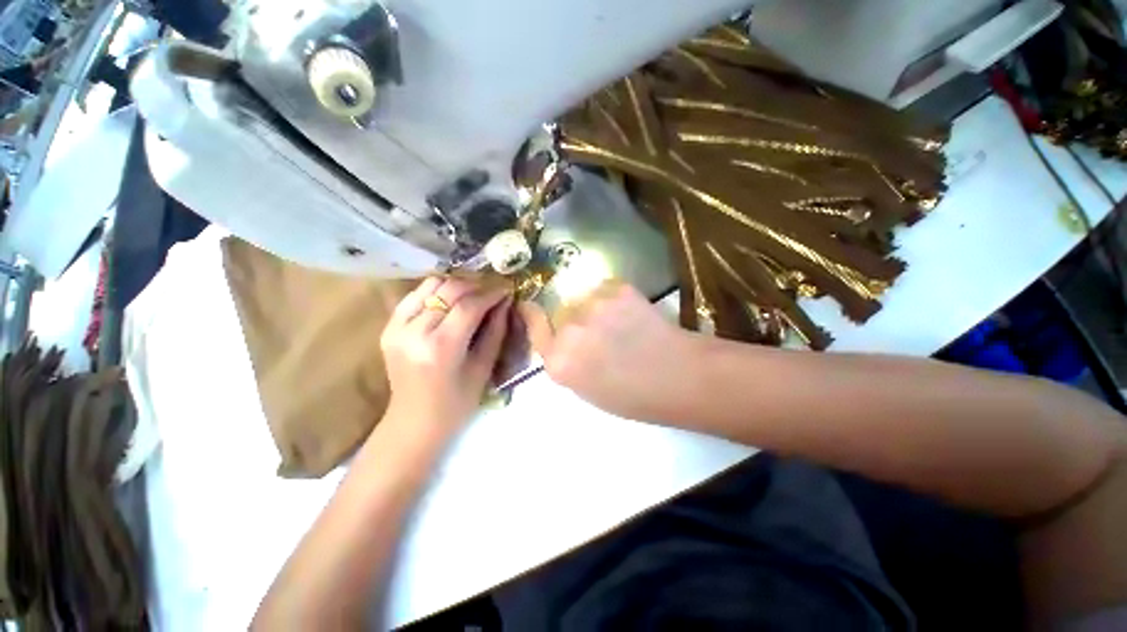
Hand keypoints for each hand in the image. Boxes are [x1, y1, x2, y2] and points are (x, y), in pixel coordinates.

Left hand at [381, 277, 510, 436]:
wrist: (413, 423)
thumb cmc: (456, 404)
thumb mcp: (483, 368)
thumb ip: (496, 331)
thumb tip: (505, 302)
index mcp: (440, 348)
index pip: (469, 306)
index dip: (491, 294)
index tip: (507, 290)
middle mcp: (414, 332)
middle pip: (448, 290)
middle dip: (476, 286)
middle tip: (492, 292)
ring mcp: (396, 328)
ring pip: (430, 285)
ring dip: (455, 286)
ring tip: (472, 295)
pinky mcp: (388, 327)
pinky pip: (415, 295)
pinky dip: (436, 293)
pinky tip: (450, 302)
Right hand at [518, 280, 697, 419]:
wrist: (679, 376)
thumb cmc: (635, 396)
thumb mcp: (588, 389)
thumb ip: (567, 362)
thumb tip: (563, 341)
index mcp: (559, 362)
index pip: (534, 327)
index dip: (531, 314)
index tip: (529, 306)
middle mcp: (569, 330)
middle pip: (560, 312)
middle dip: (572, 319)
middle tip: (598, 330)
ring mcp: (593, 306)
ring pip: (583, 299)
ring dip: (594, 308)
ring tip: (619, 323)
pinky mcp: (617, 289)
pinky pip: (605, 290)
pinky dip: (613, 299)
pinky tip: (631, 314)